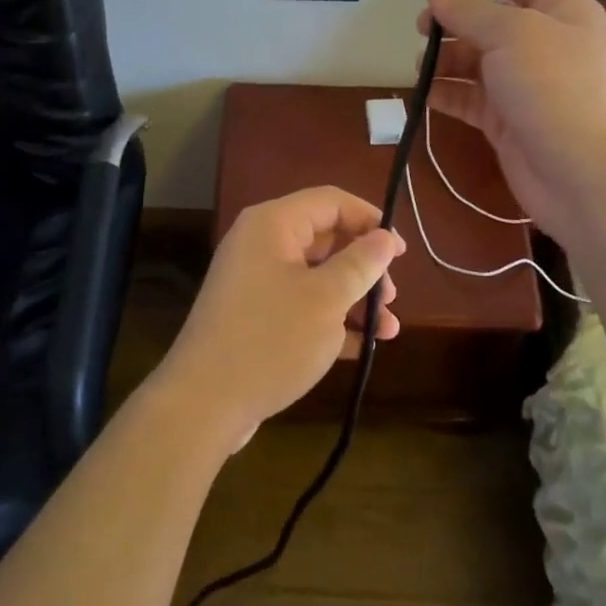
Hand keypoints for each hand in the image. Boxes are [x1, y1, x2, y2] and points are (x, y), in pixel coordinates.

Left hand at [151, 187, 404, 450]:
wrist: (204, 403)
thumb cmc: (271, 339)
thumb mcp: (326, 299)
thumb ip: (360, 264)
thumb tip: (385, 237)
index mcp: (273, 224)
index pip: (330, 201)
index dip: (369, 219)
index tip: (400, 251)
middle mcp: (261, 245)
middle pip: (325, 239)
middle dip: (364, 266)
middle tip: (392, 296)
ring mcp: (255, 282)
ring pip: (316, 276)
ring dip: (354, 298)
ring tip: (389, 329)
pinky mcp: (254, 317)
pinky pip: (301, 305)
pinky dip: (332, 320)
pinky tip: (364, 346)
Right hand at [418, 0, 605, 245]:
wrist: (587, 179)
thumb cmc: (556, 90)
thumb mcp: (512, 35)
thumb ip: (469, 10)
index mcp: (562, 11)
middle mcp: (546, 44)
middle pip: (493, 20)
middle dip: (455, 21)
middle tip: (421, 28)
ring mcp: (528, 86)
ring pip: (478, 61)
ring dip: (447, 59)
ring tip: (420, 66)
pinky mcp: (510, 122)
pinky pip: (472, 98)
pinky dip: (448, 93)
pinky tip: (425, 94)